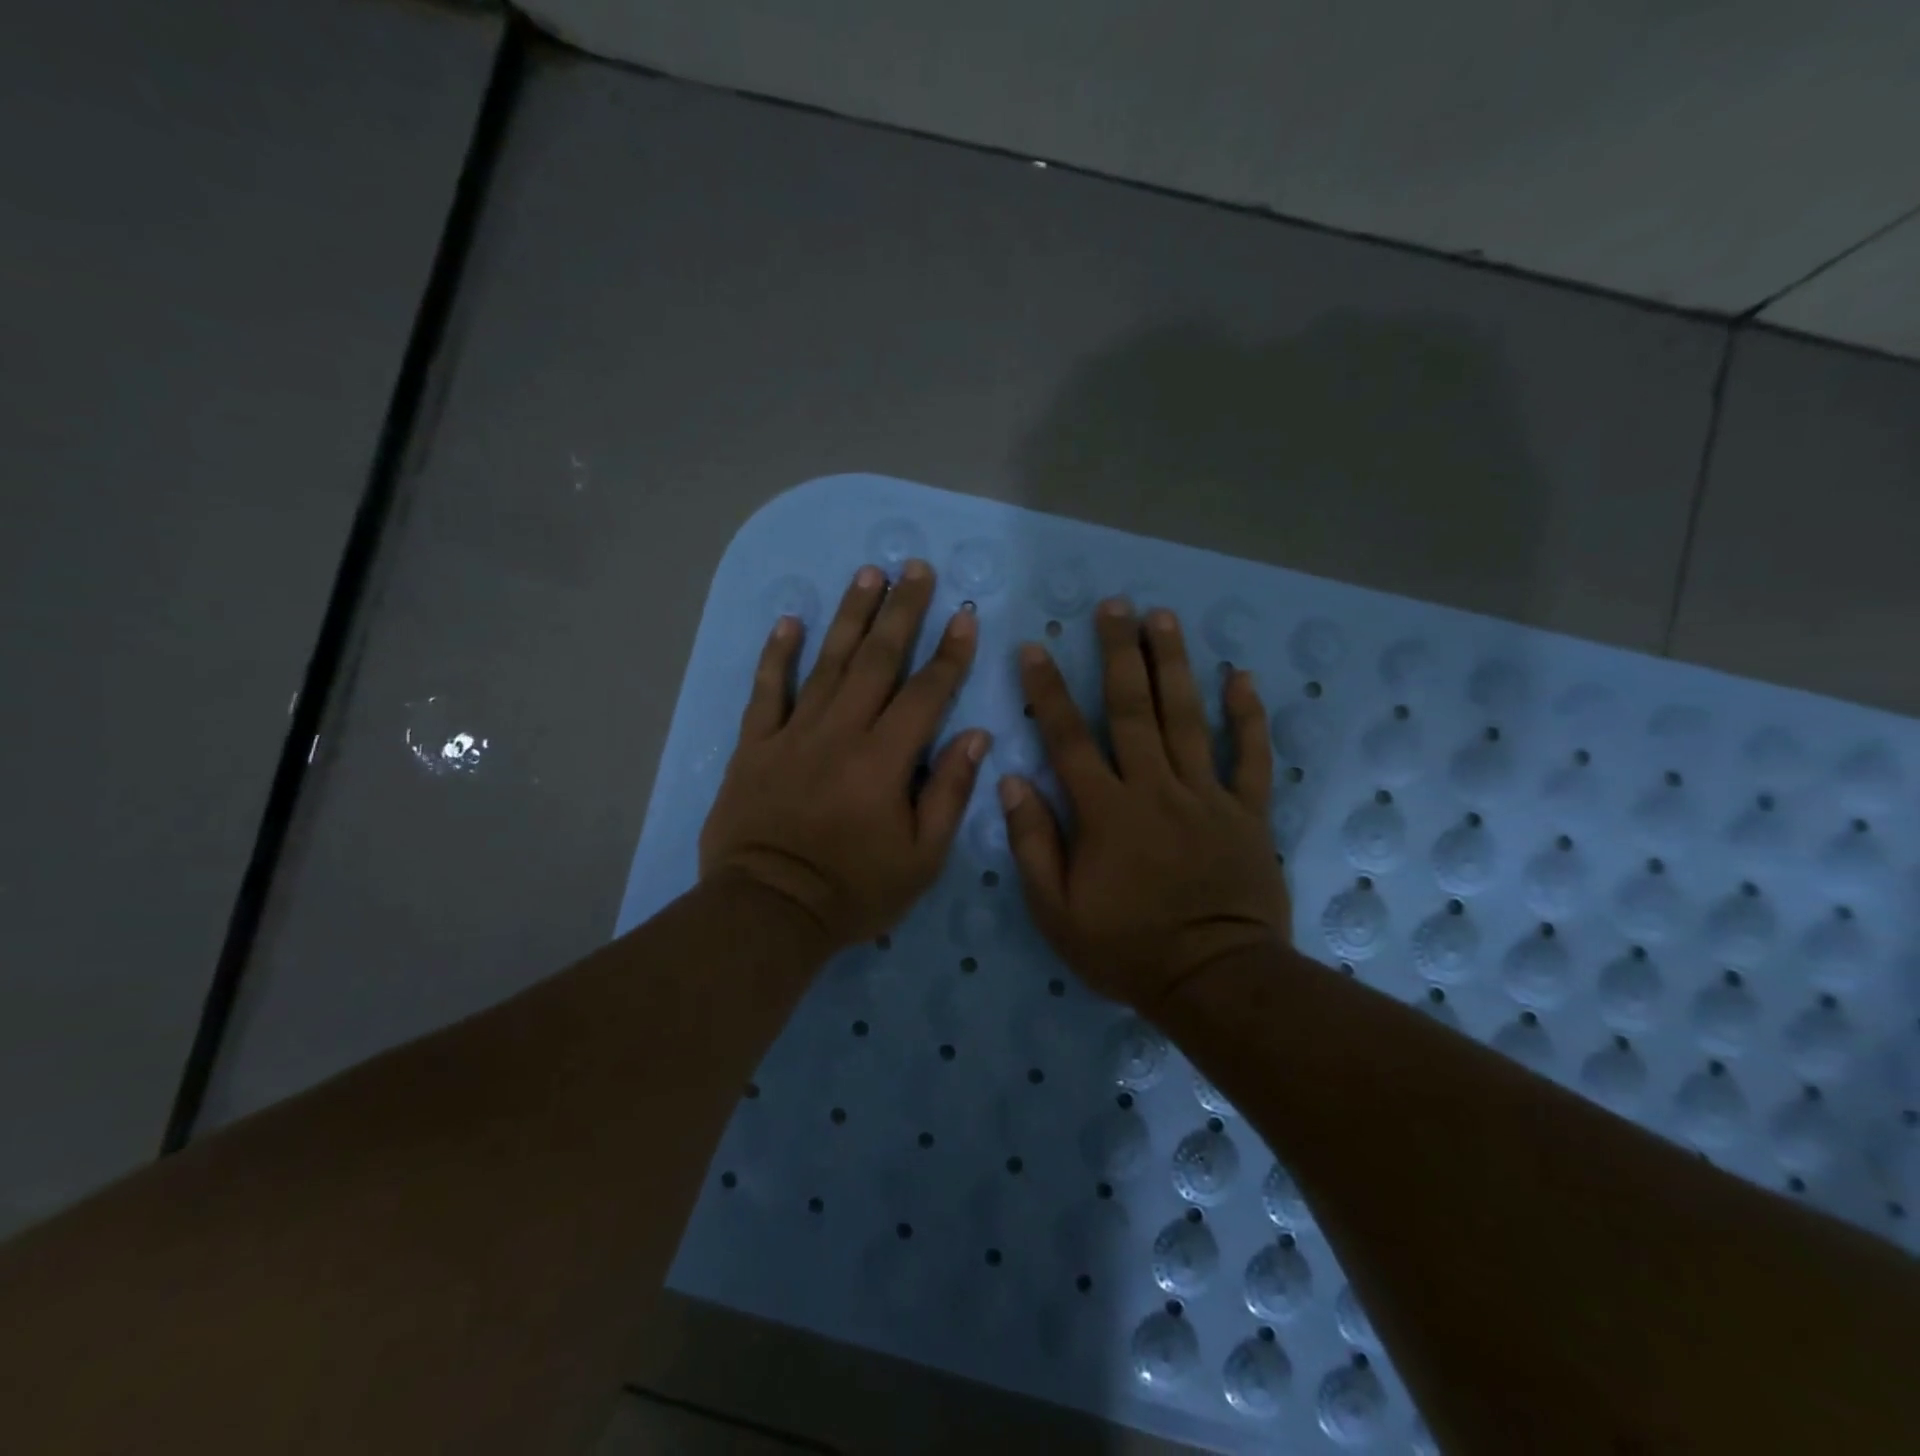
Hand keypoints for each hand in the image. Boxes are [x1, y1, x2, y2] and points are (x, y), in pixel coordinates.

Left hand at [700, 561, 989, 951]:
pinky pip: (766, 691)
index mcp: (885, 760)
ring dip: (850, 616)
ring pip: (827, 663)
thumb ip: (949, 793)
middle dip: (901, 610)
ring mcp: (792, 734)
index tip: (965, 615)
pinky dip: (777, 655)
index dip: (950, 653)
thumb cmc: (854, 891)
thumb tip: (976, 736)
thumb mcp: (921, 858)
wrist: (768, 912)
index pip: (926, 693)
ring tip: (867, 575)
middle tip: (915, 568)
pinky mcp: (755, 745)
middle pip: (877, 660)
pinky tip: (790, 620)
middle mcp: (841, 733)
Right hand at [999, 599, 1289, 1012]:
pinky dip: (1248, 716)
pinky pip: (1251, 757)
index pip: (1068, 738)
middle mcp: (1154, 789)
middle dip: (1118, 653)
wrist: (1214, 981)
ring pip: (1187, 718)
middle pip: (1132, 709)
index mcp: (1105, 812)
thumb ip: (1033, 845)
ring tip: (1163, 618)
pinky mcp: (1247, 812)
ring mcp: (1206, 796)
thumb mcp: (1057, 912)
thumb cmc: (1128, 950)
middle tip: (1114, 605)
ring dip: (1173, 665)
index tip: (1035, 647)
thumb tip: (1012, 782)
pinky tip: (1241, 677)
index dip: (1048, 691)